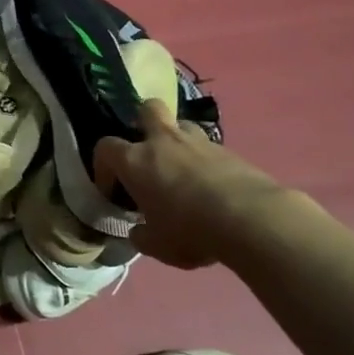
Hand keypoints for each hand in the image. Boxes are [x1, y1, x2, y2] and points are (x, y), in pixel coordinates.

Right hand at [93, 99, 281, 268]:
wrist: (251, 220)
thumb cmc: (190, 230)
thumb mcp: (157, 245)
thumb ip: (142, 235)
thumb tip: (139, 232)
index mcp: (135, 161)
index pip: (105, 148)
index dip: (103, 166)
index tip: (111, 188)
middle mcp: (163, 142)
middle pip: (147, 109)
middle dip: (143, 122)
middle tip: (147, 149)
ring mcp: (199, 142)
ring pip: (182, 125)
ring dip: (178, 141)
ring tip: (182, 169)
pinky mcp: (230, 151)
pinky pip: (210, 149)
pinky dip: (207, 162)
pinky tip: (214, 187)